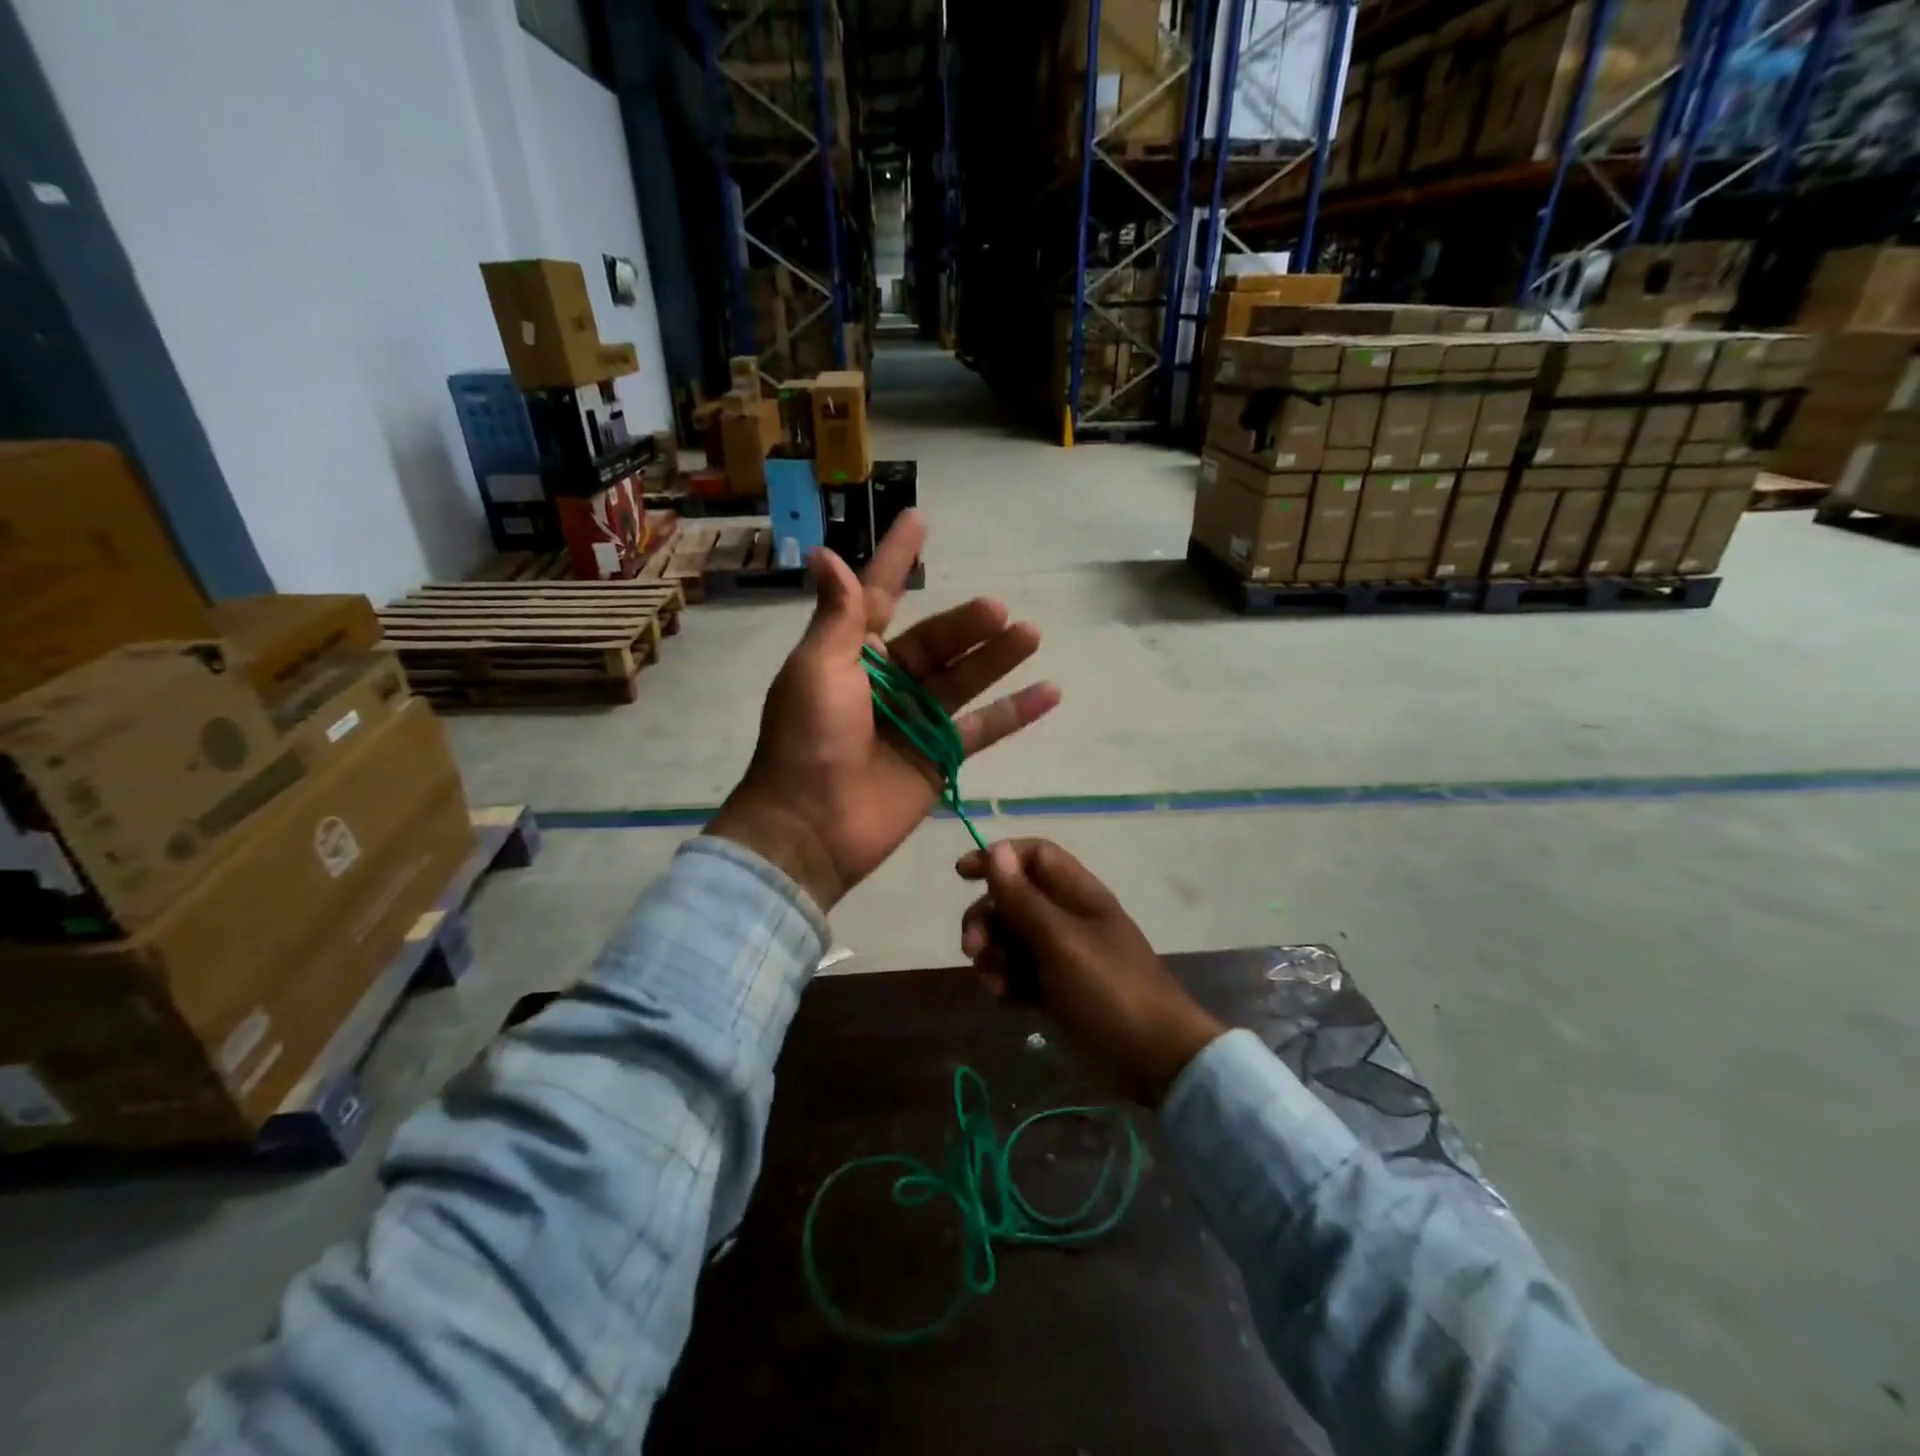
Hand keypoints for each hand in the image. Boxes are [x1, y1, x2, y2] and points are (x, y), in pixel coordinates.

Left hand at [708, 511, 1059, 909]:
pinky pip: (981, 729)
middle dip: (966, 623)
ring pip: (963, 679)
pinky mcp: (938, 758)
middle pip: (936, 641)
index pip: (879, 594)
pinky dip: (1014, 712)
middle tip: (997, 610)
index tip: (920, 519)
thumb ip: (837, 615)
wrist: (813, 827)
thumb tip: (826, 553)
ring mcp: (915, 721)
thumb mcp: (818, 669)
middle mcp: (885, 682)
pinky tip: (1049, 692)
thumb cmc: (808, 739)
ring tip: (1031, 634)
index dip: (898, 558)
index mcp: (849, 654)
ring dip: (996, 658)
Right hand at [957, 839, 1225, 1104]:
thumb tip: (996, 849)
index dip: (998, 858)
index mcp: (1077, 895)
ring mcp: (1061, 956)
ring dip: (993, 956)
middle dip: (986, 918)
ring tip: (995, 984)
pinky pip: (1018, 974)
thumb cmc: (1109, 989)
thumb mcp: (1060, 941)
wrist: (1153, 1059)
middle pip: (1013, 898)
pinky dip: (1006, 982)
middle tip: (973, 948)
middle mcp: (1067, 918)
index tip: (963, 874)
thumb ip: (1024, 899)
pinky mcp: (1056, 990)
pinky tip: (1006, 1001)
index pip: (1033, 856)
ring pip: (1010, 939)